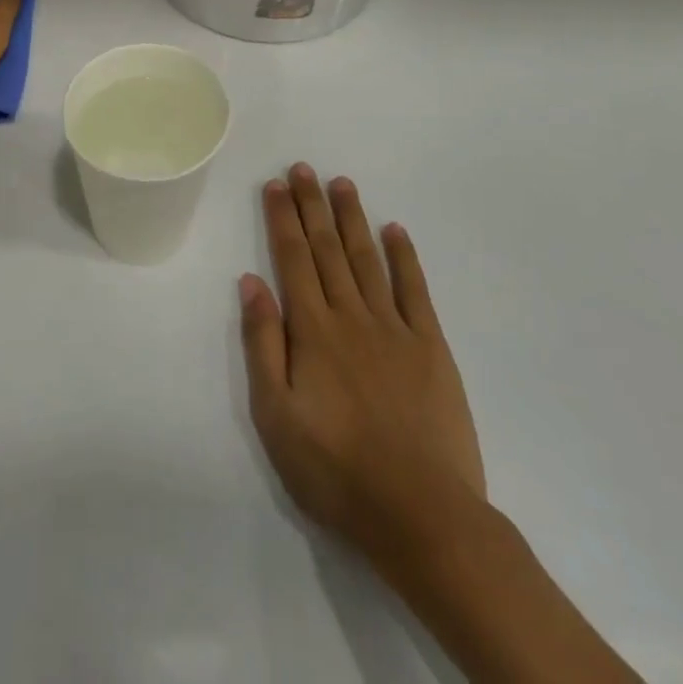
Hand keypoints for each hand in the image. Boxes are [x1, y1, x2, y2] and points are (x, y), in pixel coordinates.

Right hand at [240, 164, 486, 574]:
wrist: (422, 515)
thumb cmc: (336, 471)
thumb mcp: (276, 416)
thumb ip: (262, 344)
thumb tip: (251, 282)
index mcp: (312, 331)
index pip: (293, 259)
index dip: (282, 218)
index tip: (275, 184)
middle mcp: (351, 316)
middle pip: (327, 249)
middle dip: (312, 205)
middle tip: (303, 168)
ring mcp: (395, 328)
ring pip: (367, 259)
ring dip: (352, 218)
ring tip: (341, 183)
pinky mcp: (431, 347)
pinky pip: (415, 290)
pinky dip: (404, 257)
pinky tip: (395, 230)